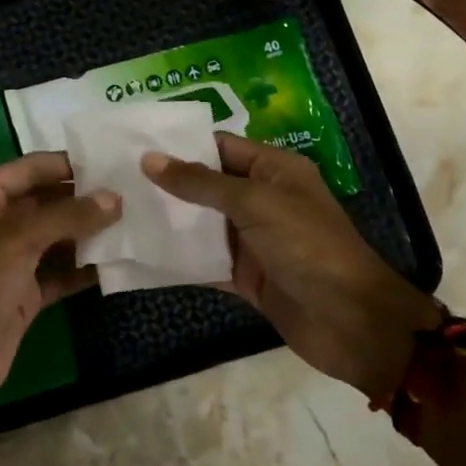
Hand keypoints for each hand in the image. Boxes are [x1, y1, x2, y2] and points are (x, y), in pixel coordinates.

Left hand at [0, 151, 119, 418]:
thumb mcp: (18, 238)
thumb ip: (69, 215)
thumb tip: (115, 199)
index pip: (28, 169)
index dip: (67, 165)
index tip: (111, 162)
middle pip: (43, 202)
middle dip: (82, 200)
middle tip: (130, 194)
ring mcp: (6, 260)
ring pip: (53, 238)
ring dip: (87, 234)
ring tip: (132, 223)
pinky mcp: (21, 293)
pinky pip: (57, 272)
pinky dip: (82, 268)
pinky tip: (116, 262)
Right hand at [143, 134, 437, 398]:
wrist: (351, 322)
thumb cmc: (308, 246)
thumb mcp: (255, 204)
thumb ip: (201, 183)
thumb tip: (149, 159)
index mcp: (274, 170)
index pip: (220, 147)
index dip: (180, 144)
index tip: (133, 143)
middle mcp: (262, 199)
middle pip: (207, 185)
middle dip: (167, 183)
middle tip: (114, 178)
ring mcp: (252, 240)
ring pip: (202, 224)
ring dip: (168, 221)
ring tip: (118, 210)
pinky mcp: (245, 277)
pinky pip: (205, 261)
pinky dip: (178, 259)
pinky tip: (140, 253)